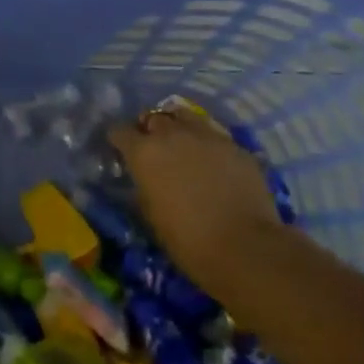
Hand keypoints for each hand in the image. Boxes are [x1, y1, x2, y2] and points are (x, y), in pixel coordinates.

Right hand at [108, 104, 278, 298]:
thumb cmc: (188, 240)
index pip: (120, 131)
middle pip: (153, 118)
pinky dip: (207, 144)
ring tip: (182, 144)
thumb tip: (145, 178)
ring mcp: (206, 136)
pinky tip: (214, 162)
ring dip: (178, 127)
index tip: (121, 150)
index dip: (119, 140)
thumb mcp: (151, 215)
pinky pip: (213, 135)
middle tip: (153, 148)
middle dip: (149, 130)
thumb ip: (144, 186)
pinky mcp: (235, 145)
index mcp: (144, 153)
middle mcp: (172, 134)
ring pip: (184, 116)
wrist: (245, 247)